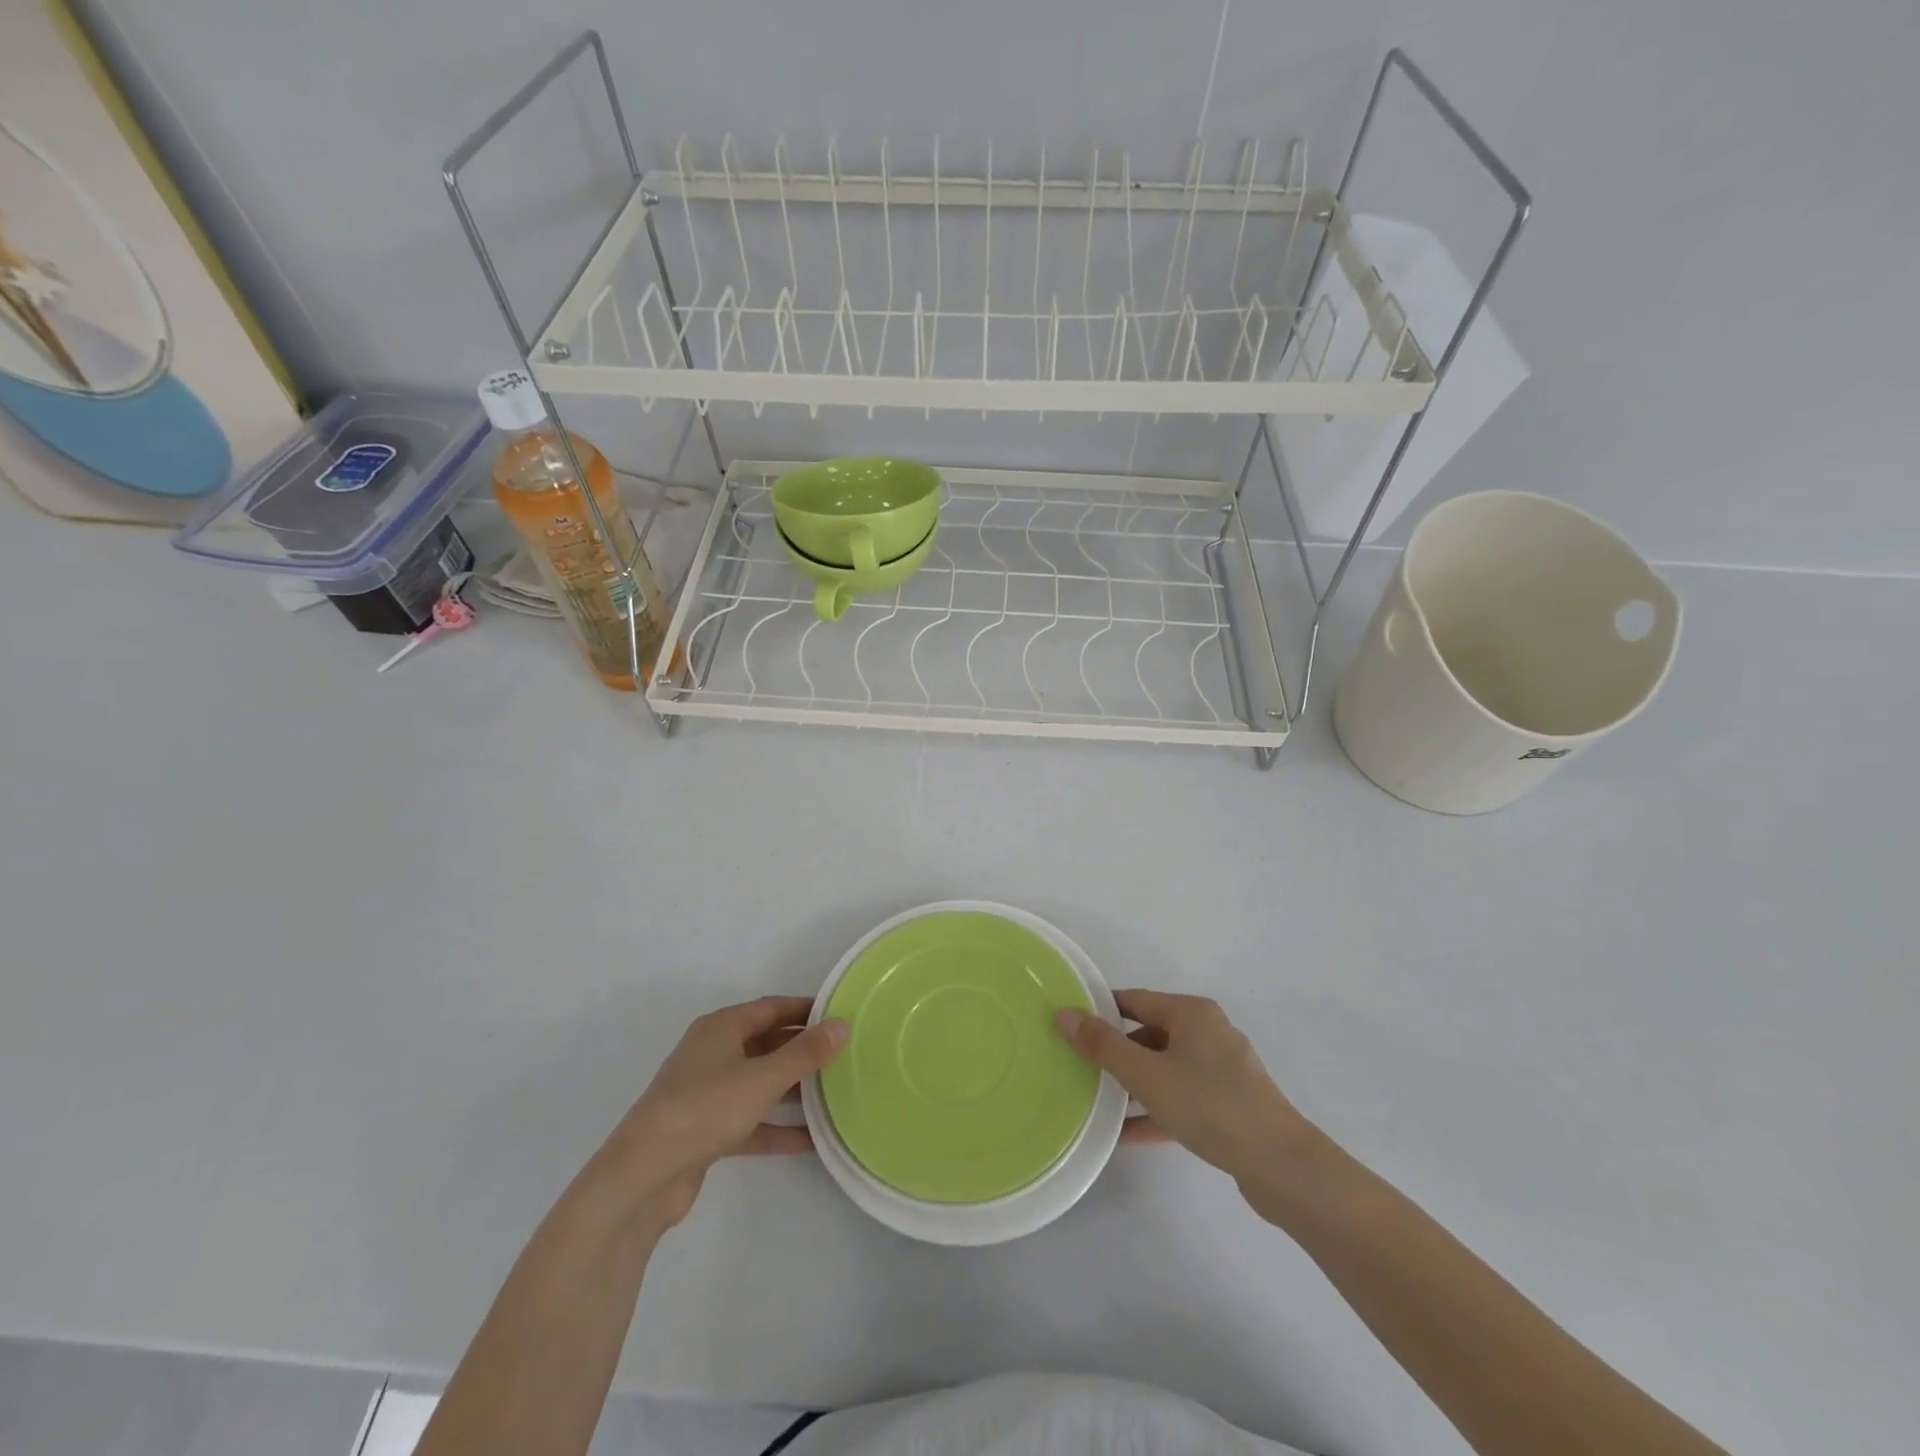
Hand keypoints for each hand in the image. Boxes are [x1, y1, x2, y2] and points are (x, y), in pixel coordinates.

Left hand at [602, 997, 846, 1232]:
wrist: (642, 1177)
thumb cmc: (705, 1109)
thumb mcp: (763, 1078)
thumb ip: (805, 1053)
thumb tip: (841, 1024)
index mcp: (721, 1028)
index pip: (771, 1008)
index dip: (805, 1009)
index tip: (839, 1015)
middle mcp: (712, 1053)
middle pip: (766, 1043)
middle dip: (802, 1050)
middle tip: (843, 1055)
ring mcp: (707, 1094)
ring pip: (759, 1083)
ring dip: (792, 1089)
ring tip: (834, 1094)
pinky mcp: (705, 1131)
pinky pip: (750, 1120)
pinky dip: (776, 1127)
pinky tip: (811, 1140)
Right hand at [1056, 991, 1320, 1198]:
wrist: (1280, 1165)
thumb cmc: (1209, 1105)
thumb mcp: (1146, 1075)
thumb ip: (1102, 1045)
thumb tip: (1064, 1014)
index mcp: (1192, 1013)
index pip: (1135, 1000)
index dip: (1101, 1011)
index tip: (1071, 1026)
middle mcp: (1209, 1032)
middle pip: (1150, 1034)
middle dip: (1116, 1051)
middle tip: (1079, 1066)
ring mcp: (1222, 1070)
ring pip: (1166, 1068)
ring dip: (1134, 1084)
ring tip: (1097, 1101)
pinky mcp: (1230, 1104)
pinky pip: (1182, 1098)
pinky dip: (1156, 1109)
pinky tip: (1126, 1135)